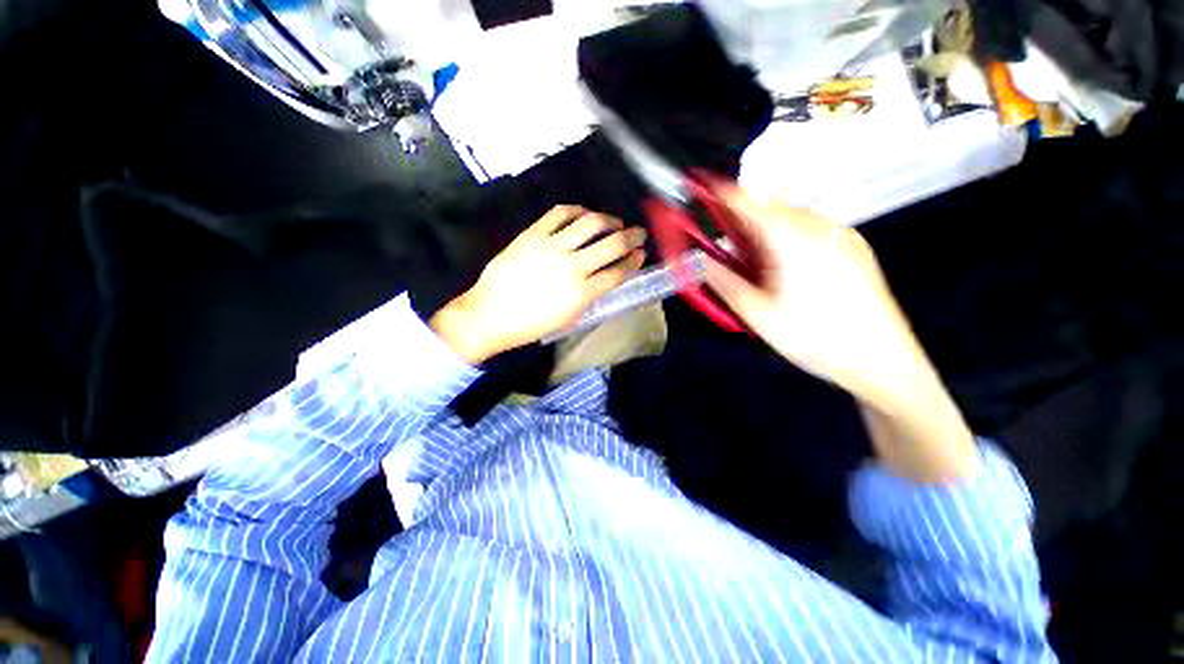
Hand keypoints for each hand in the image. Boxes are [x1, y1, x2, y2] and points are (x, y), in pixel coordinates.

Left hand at [431, 205, 645, 363]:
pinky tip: (584, 214)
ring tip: (615, 221)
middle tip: (638, 233)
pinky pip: (560, 213)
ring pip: (590, 223)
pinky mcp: (533, 234)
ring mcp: (551, 247)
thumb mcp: (569, 318)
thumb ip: (590, 296)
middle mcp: (572, 267)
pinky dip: (577, 210)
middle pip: (612, 244)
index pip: (618, 272)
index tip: (641, 254)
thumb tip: (605, 277)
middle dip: (632, 237)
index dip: (634, 261)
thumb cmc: (531, 324)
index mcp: (582, 293)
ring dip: (609, 220)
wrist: (490, 314)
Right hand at [702, 184, 976, 481]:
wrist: (883, 363)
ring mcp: (842, 236)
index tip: (701, 186)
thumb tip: (701, 261)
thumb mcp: (757, 314)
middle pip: (771, 209)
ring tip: (758, 268)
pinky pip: (811, 231)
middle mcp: (821, 227)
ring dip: (766, 233)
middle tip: (727, 248)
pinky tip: (788, 271)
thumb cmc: (814, 339)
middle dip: (743, 222)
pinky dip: (788, 240)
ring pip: (791, 220)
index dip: (722, 193)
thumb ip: (724, 282)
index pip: (749, 204)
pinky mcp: (854, 248)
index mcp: (794, 240)